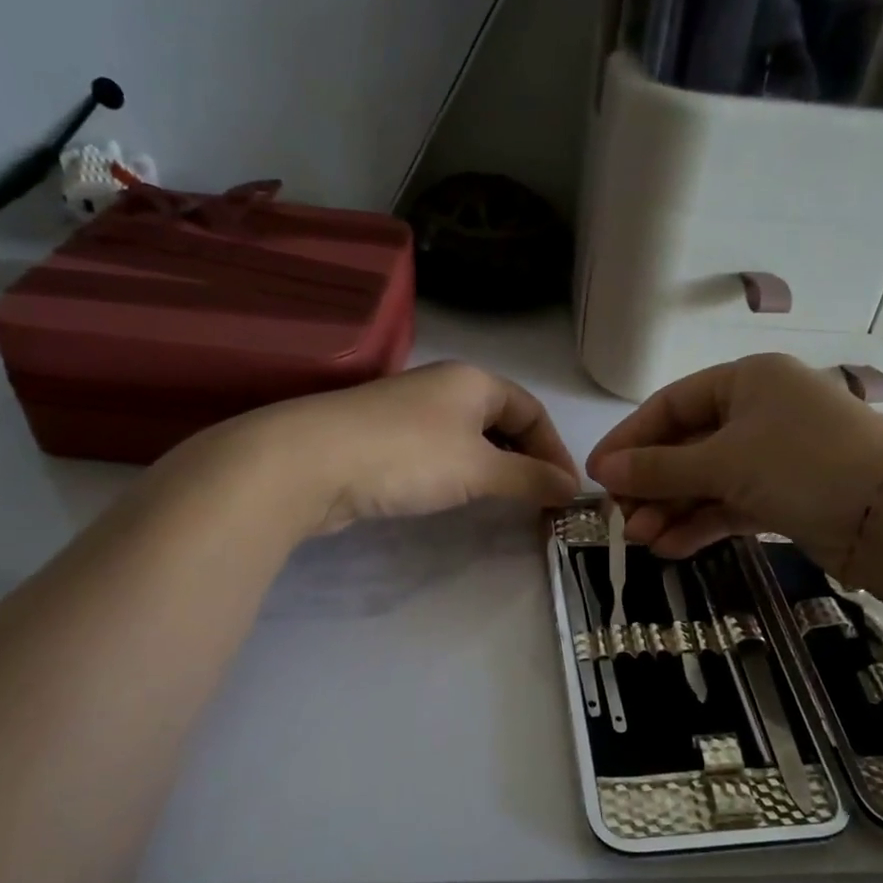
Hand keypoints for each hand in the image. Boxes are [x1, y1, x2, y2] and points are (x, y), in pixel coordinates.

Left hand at [177, 362, 580, 536]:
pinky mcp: (384, 439)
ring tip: (507, 502)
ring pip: (469, 438)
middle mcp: (444, 387)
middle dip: (527, 459)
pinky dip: (461, 473)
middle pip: (502, 421)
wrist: (309, 462)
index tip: (567, 492)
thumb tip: (572, 489)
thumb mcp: (479, 468)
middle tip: (541, 500)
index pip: (532, 410)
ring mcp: (410, 412)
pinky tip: (459, 496)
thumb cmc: (408, 456)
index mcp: (474, 381)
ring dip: (494, 468)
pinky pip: (439, 453)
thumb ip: (529, 478)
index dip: (555, 450)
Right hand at [586, 354, 882, 564]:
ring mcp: (774, 456)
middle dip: (652, 484)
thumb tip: (604, 471)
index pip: (671, 405)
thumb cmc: (803, 465)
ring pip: (708, 480)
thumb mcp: (724, 462)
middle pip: (687, 446)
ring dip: (672, 509)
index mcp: (747, 381)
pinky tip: (670, 548)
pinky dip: (701, 524)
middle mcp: (760, 412)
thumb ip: (660, 469)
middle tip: (619, 518)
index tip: (598, 474)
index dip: (630, 439)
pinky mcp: (786, 496)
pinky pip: (730, 504)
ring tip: (640, 540)